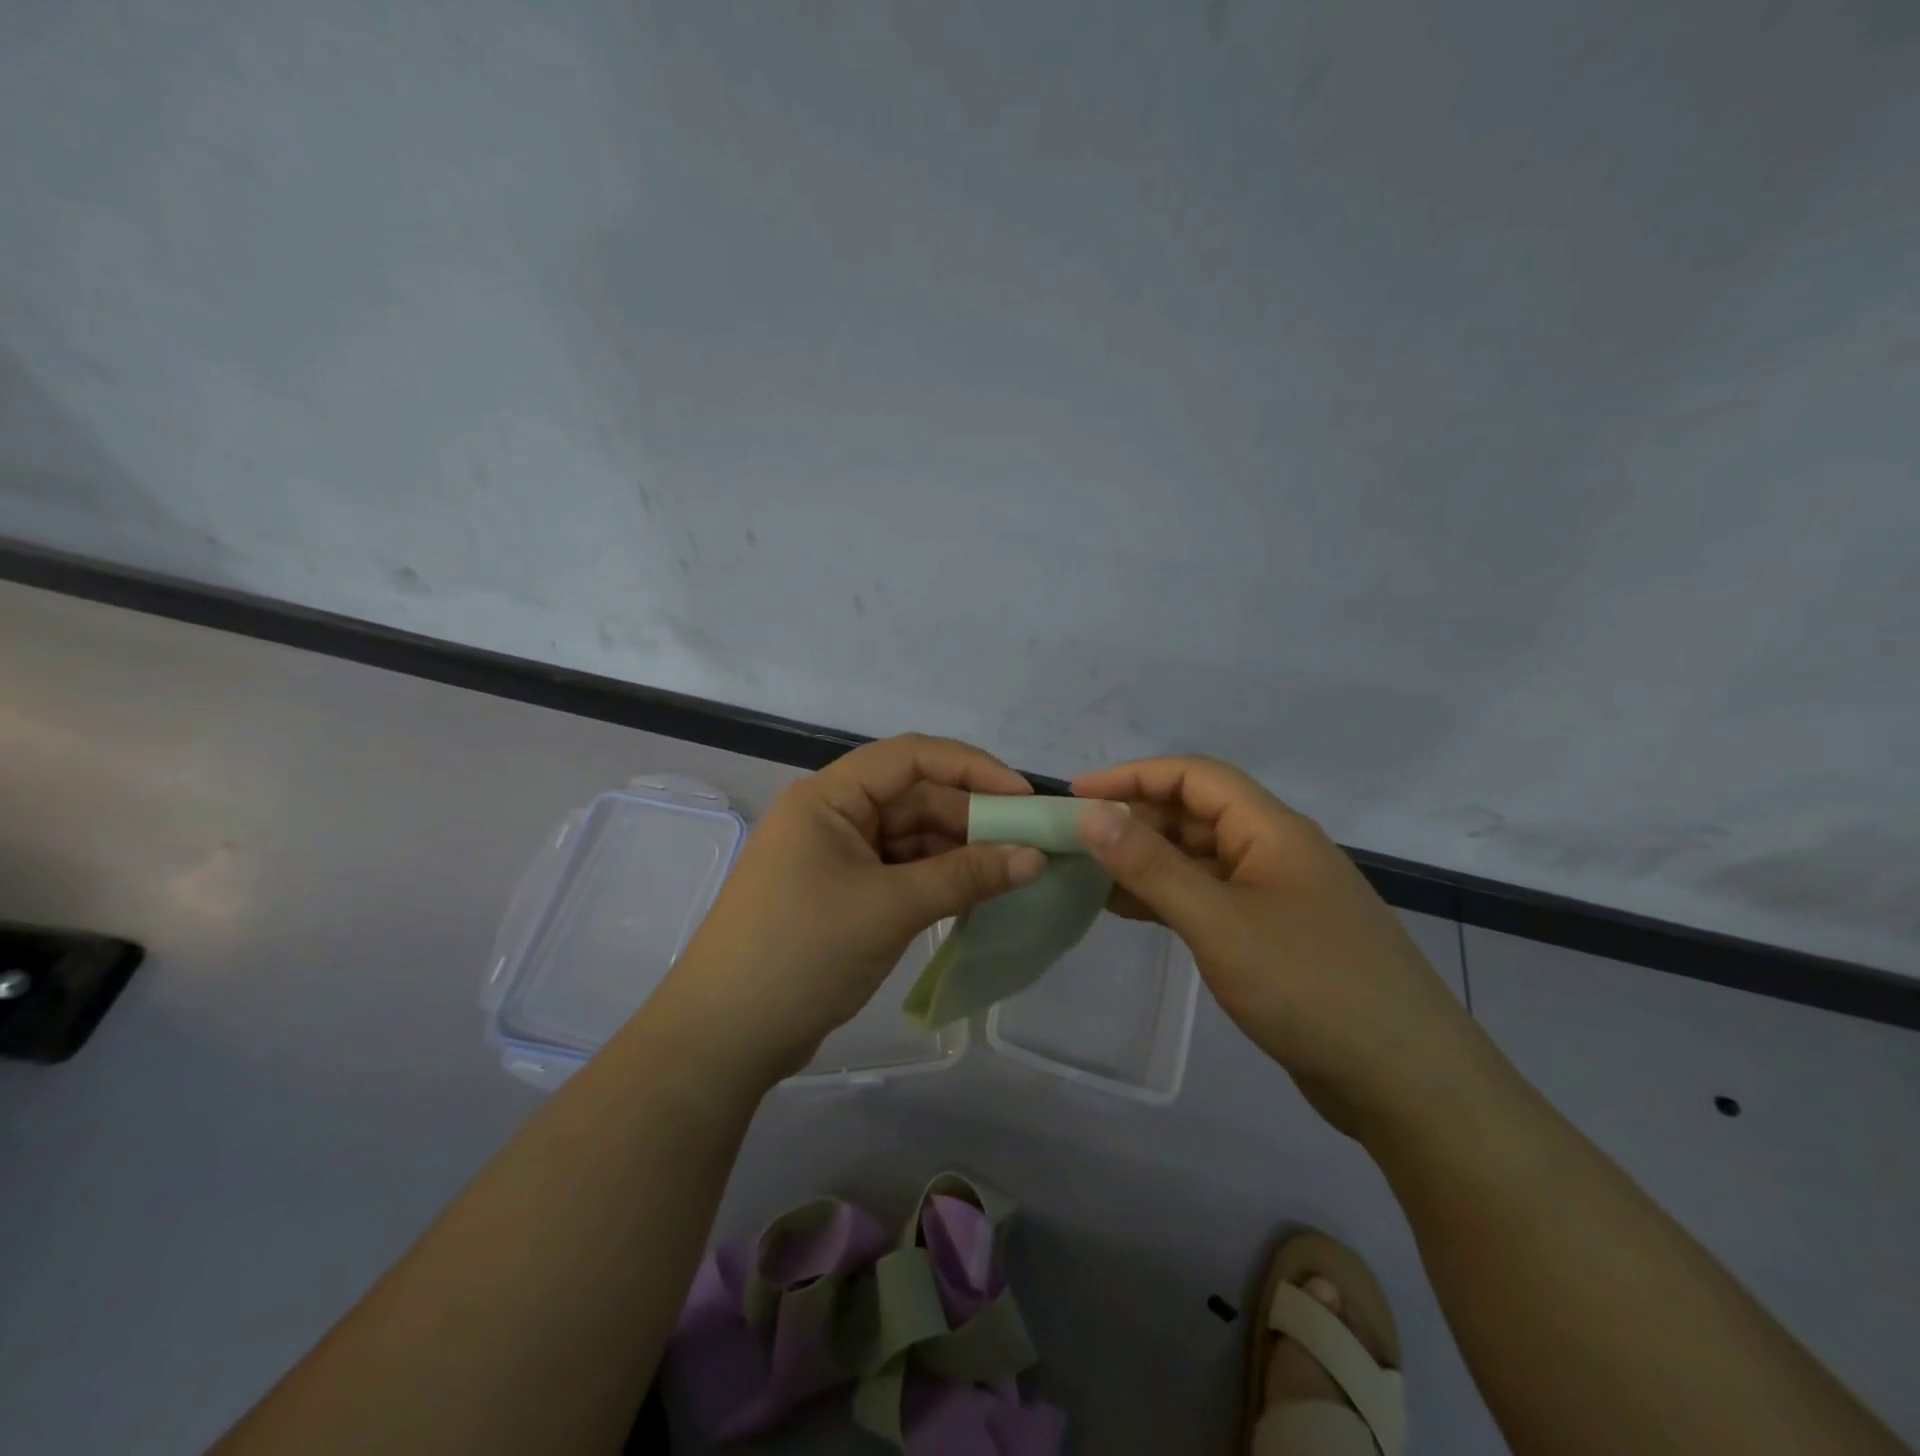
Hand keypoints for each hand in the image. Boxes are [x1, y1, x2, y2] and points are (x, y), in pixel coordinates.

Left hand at [659, 735, 1047, 1082]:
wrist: (723, 1038)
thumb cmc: (801, 954)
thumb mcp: (889, 909)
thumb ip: (965, 877)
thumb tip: (1035, 857)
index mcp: (829, 797)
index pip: (911, 757)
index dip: (972, 768)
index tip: (1024, 797)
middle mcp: (832, 815)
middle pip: (914, 797)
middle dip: (972, 817)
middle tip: (1031, 845)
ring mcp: (835, 856)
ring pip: (911, 837)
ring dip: (959, 851)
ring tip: (1014, 872)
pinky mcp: (842, 894)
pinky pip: (900, 871)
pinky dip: (937, 880)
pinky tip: (976, 894)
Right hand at [1071, 756, 1488, 1137]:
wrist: (1407, 1083)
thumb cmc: (1311, 987)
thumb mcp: (1220, 922)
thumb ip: (1153, 867)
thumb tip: (1092, 814)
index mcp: (1271, 830)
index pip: (1194, 776)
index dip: (1133, 776)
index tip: (1077, 794)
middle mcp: (1274, 851)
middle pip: (1195, 814)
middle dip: (1134, 819)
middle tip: (1075, 841)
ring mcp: (1275, 895)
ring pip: (1199, 858)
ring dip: (1147, 860)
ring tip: (1089, 874)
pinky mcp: (1273, 936)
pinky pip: (1209, 898)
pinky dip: (1167, 897)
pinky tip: (1129, 912)